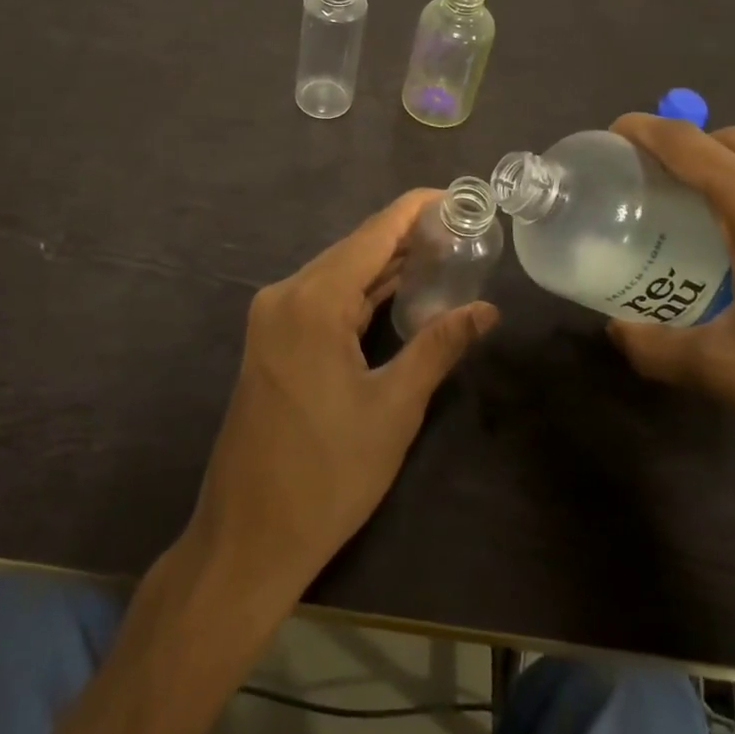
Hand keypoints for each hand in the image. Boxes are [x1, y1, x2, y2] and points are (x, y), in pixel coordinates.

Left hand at [186, 190, 499, 608]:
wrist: (248, 536)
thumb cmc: (328, 475)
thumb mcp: (394, 408)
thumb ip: (439, 346)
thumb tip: (486, 309)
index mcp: (313, 301)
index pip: (374, 234)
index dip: (416, 209)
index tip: (457, 197)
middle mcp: (286, 294)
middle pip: (354, 248)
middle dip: (405, 236)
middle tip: (460, 230)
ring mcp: (271, 316)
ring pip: (336, 272)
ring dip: (383, 264)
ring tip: (439, 252)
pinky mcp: (270, 340)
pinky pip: (321, 298)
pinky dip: (358, 292)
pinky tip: (394, 291)